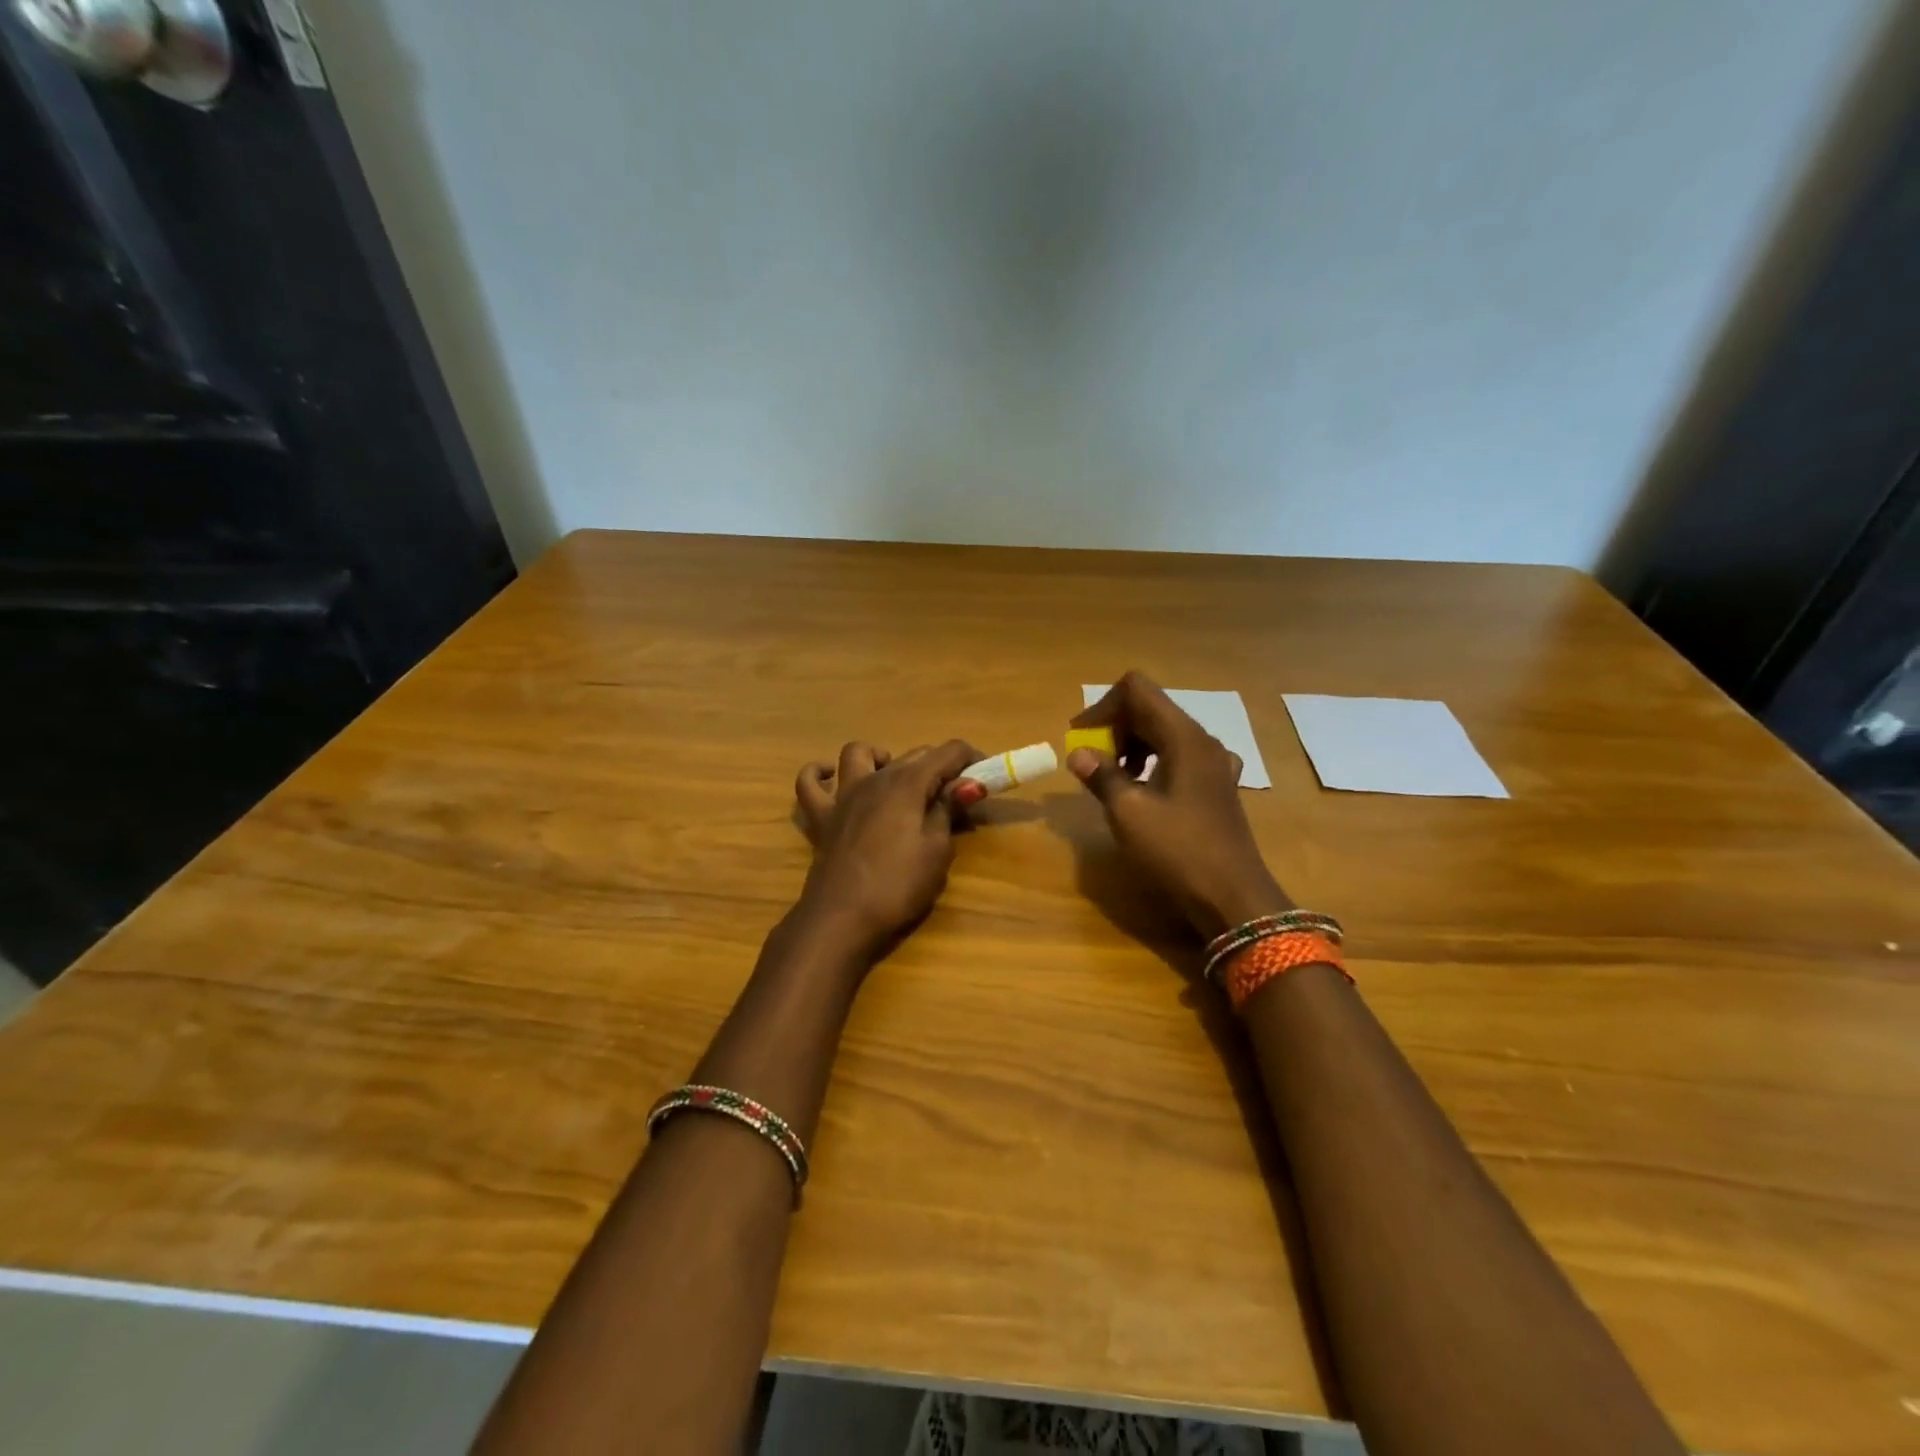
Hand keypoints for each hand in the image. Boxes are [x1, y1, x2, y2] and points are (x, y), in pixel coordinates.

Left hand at [794, 739, 979, 958]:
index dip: (971, 758)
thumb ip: (948, 810)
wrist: (841, 918)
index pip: (947, 752)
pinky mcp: (821, 817)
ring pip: (858, 753)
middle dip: (940, 765)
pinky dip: (819, 773)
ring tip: (895, 780)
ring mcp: (843, 795)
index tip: (987, 775)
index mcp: (907, 783)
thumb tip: (968, 783)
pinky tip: (832, 779)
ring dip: (880, 757)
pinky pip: (809, 783)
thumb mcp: (936, 851)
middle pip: (913, 754)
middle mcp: (874, 778)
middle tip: (957, 795)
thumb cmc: (898, 885)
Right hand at [1068, 672, 1289, 939]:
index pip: (1137, 690)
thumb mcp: (1129, 813)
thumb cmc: (1178, 850)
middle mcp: (1203, 741)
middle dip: (1115, 727)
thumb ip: (1101, 776)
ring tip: (1112, 779)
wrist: (1233, 897)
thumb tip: (1078, 753)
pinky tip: (1141, 792)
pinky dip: (1152, 762)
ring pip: (1164, 733)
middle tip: (1091, 762)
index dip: (1103, 706)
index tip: (1081, 738)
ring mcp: (1214, 764)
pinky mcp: (1215, 787)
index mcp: (1183, 737)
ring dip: (1131, 746)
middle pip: (1151, 709)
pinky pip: (1178, 757)